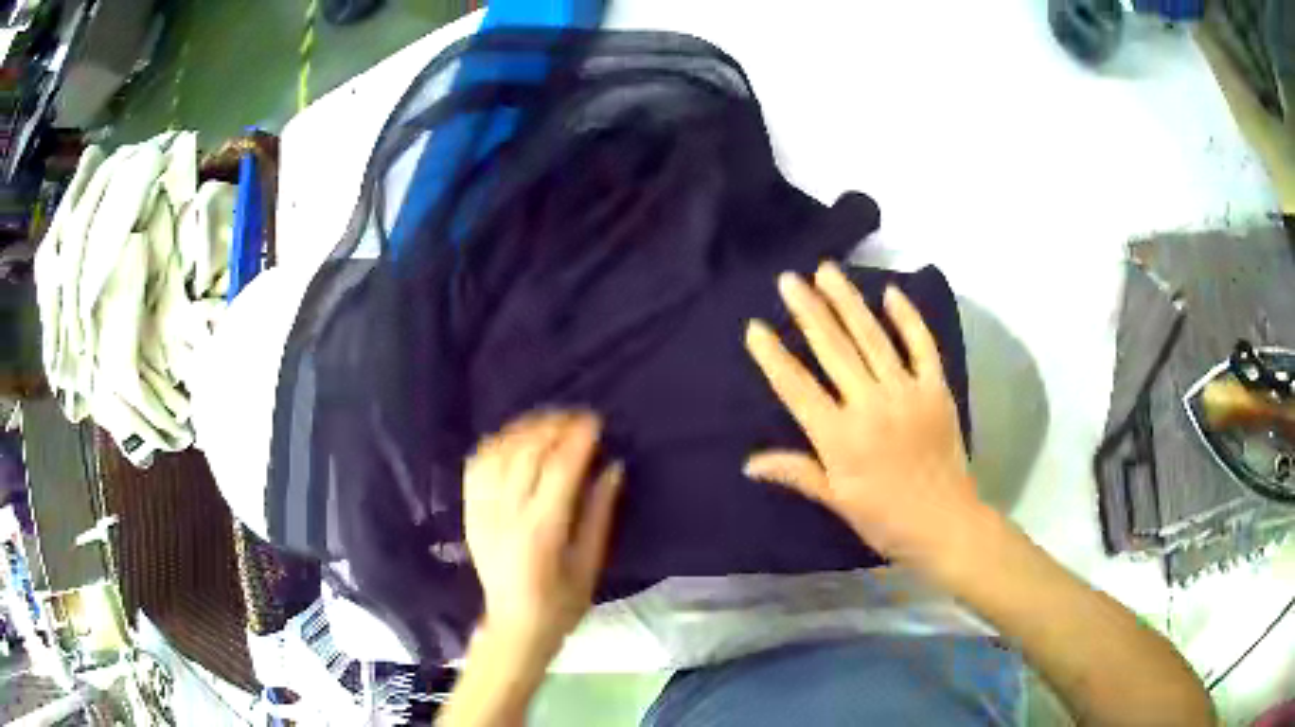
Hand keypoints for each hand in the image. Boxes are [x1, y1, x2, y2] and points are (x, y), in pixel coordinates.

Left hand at [464, 410, 623, 658]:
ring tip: (548, 422)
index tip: (595, 420)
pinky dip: (495, 444)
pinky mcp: (469, 513)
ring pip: (498, 453)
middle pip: (526, 453)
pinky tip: (513, 438)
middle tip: (576, 417)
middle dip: (553, 427)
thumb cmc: (561, 604)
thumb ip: (599, 514)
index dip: (577, 439)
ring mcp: (482, 512)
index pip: (558, 469)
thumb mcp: (590, 565)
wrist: (513, 627)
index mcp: (540, 532)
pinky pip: (476, 465)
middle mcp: (505, 515)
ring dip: (524, 430)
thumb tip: (614, 467)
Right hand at [744, 261, 979, 565]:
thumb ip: (796, 473)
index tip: (755, 327)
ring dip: (848, 302)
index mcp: (840, 438)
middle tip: (789, 279)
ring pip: (873, 338)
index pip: (797, 388)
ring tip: (827, 271)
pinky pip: (922, 345)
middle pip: (834, 350)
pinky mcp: (936, 389)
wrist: (945, 523)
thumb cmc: (885, 519)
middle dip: (808, 311)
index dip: (774, 357)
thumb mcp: (836, 502)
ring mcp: (907, 392)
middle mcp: (870, 405)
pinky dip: (908, 318)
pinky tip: (891, 293)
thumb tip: (749, 463)